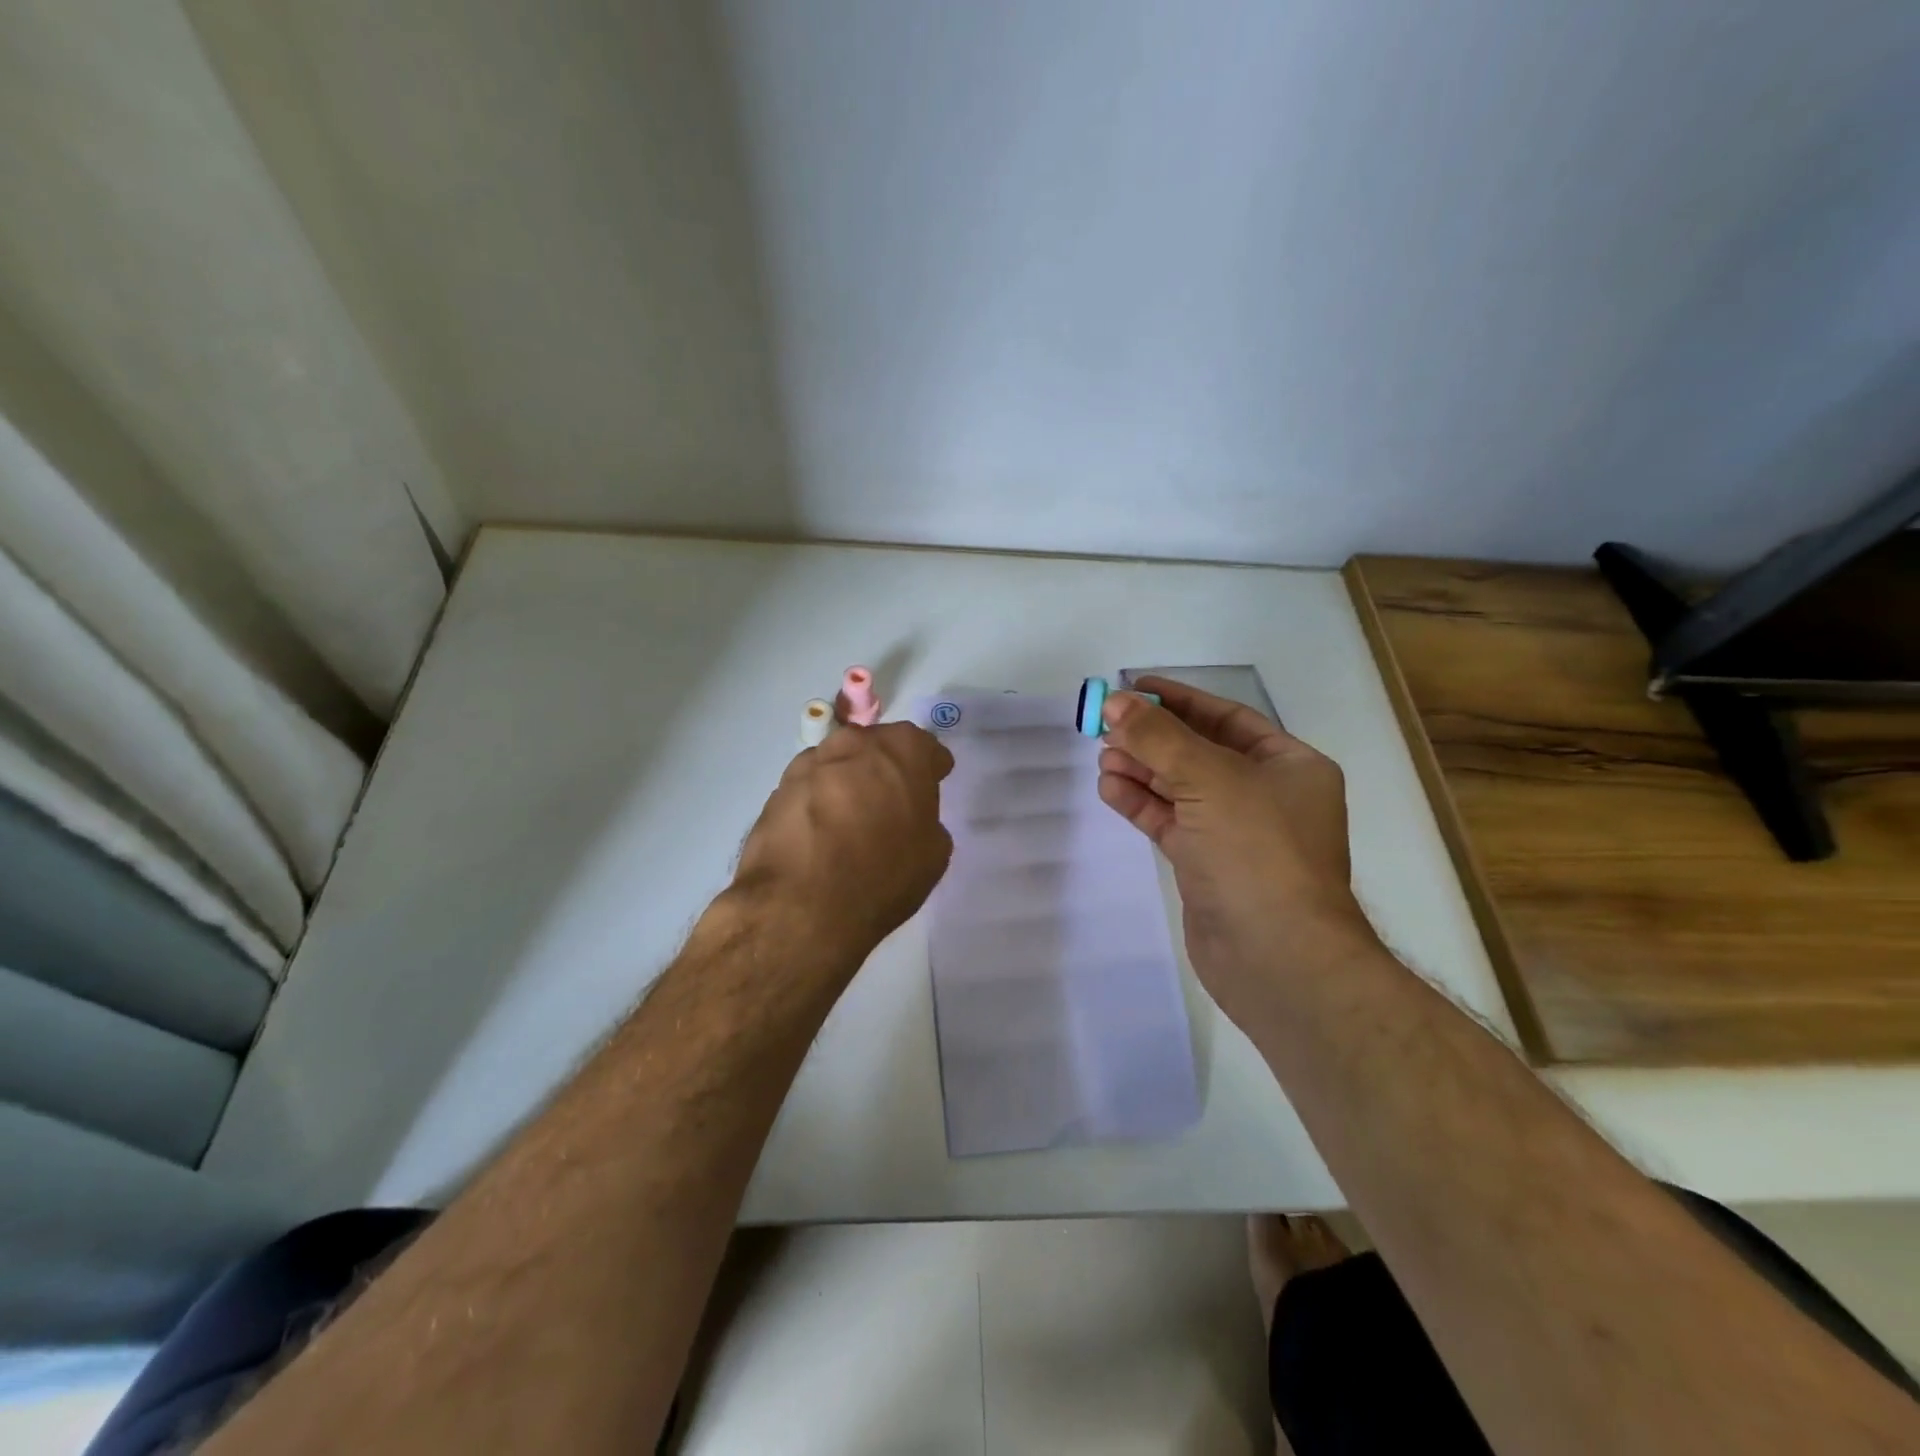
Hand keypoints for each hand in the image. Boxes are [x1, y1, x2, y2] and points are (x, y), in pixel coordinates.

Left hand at [732, 722, 955, 967]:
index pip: (924, 747)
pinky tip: (819, 835)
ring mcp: (810, 763)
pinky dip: (816, 804)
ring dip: (847, 784)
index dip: (929, 768)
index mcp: (902, 749)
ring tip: (848, 822)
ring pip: (838, 765)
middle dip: (884, 769)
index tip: (931, 784)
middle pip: (876, 748)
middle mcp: (854, 743)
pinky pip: (809, 789)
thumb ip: (926, 817)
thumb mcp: (934, 852)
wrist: (803, 905)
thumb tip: (908, 816)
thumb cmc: (884, 875)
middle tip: (889, 803)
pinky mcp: (777, 788)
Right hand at [1097, 677, 1378, 1028]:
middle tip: (1106, 726)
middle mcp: (1265, 795)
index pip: (1227, 718)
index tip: (1134, 687)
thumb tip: (1114, 702)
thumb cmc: (1257, 851)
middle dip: (1153, 738)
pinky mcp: (1207, 864)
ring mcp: (1235, 832)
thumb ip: (1159, 738)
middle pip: (1199, 752)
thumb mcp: (1210, 779)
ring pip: (1180, 789)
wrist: (1277, 957)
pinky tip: (1110, 789)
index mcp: (1288, 765)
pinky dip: (1141, 804)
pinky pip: (1170, 822)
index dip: (1179, 700)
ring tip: (1102, 757)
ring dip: (1142, 771)